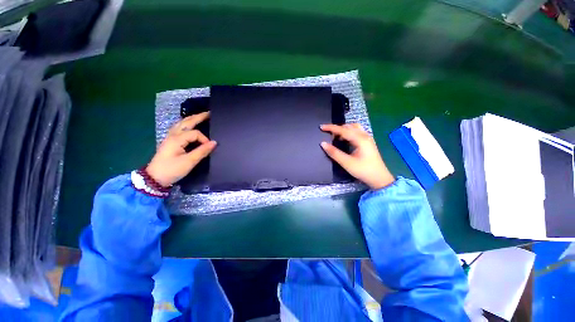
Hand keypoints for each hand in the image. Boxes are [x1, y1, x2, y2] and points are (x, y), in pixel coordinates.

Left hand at [146, 112, 216, 186]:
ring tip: (200, 116)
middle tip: (209, 113)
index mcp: (177, 139)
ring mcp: (169, 137)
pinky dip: (186, 124)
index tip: (210, 148)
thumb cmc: (172, 170)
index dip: (205, 139)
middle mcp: (173, 135)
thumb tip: (214, 143)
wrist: (154, 178)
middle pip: (186, 122)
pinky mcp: (169, 142)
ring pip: (181, 124)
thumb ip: (202, 151)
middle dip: (198, 117)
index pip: (195, 133)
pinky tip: (189, 125)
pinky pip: (178, 128)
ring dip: (191, 119)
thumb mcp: (189, 162)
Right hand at [320, 124, 393, 189]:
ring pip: (354, 128)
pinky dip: (348, 133)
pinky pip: (356, 133)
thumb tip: (323, 144)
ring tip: (335, 136)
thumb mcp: (347, 163)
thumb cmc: (363, 170)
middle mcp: (365, 136)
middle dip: (337, 128)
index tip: (321, 127)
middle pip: (349, 126)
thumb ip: (334, 153)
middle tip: (327, 134)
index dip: (331, 128)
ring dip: (343, 130)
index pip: (343, 130)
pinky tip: (344, 140)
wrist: (379, 178)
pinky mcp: (367, 143)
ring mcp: (367, 139)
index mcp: (360, 139)